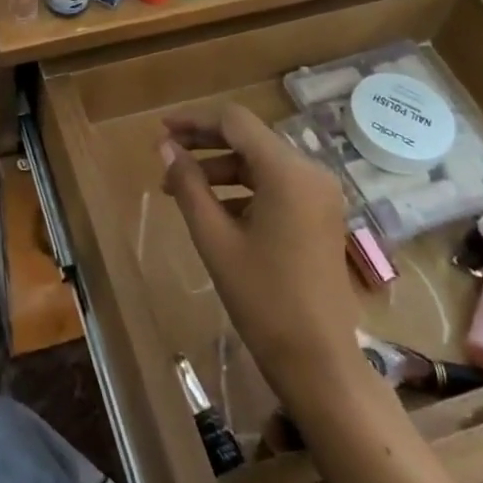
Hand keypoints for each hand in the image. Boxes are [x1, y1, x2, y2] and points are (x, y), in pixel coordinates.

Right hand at [162, 105, 366, 410]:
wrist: (320, 362)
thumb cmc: (263, 299)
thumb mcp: (215, 239)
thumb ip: (189, 186)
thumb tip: (166, 148)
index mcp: (287, 172)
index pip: (235, 121)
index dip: (195, 120)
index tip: (162, 129)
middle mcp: (310, 172)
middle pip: (250, 138)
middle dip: (205, 143)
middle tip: (166, 154)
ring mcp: (319, 194)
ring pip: (261, 162)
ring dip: (220, 168)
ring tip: (180, 188)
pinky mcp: (320, 215)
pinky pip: (276, 185)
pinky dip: (243, 188)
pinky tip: (213, 209)